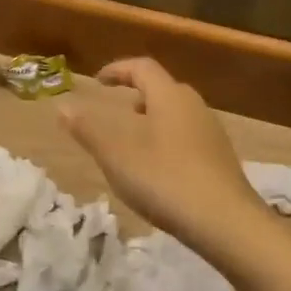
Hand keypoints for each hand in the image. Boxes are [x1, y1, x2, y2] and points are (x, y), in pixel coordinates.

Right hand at [59, 57, 272, 256]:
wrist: (227, 223)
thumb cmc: (165, 179)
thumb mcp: (116, 155)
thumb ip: (88, 129)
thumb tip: (63, 106)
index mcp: (169, 96)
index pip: (142, 67)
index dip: (118, 69)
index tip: (97, 81)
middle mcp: (194, 105)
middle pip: (163, 88)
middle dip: (136, 94)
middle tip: (116, 108)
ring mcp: (212, 132)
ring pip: (176, 113)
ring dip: (152, 119)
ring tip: (133, 141)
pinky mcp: (221, 159)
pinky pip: (188, 136)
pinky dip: (167, 140)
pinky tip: (159, 169)